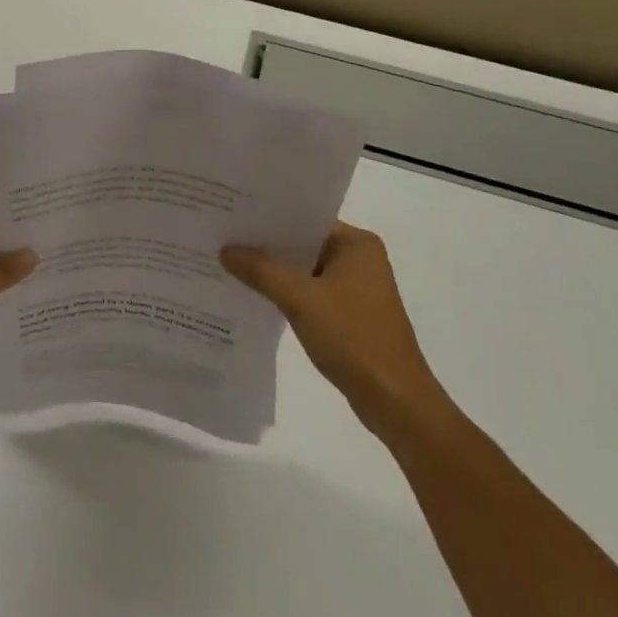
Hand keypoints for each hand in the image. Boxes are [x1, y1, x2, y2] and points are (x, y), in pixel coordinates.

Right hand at [222, 222, 445, 439]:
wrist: (395, 402)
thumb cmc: (354, 339)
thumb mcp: (301, 300)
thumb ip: (261, 271)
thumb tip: (224, 249)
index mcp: (357, 244)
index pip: (304, 219)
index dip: (268, 218)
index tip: (231, 214)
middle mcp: (358, 259)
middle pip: (302, 244)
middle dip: (266, 245)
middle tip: (222, 235)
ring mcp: (354, 288)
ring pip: (303, 270)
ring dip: (273, 271)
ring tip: (228, 261)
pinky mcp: (348, 314)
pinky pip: (309, 292)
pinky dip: (285, 293)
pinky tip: (253, 293)